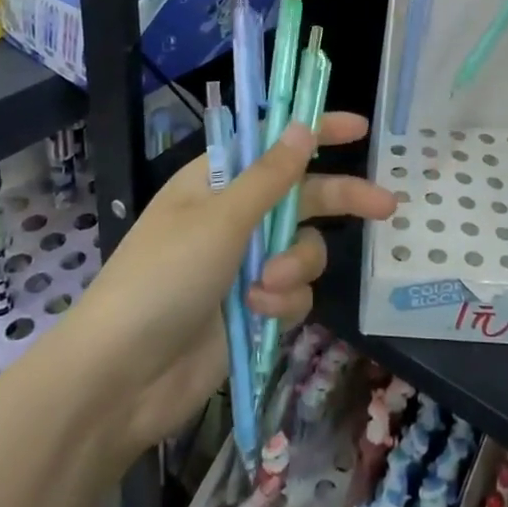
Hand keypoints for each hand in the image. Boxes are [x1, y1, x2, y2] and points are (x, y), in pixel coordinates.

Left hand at [74, 112, 393, 455]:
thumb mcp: (221, 219)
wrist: (121, 379)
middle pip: (303, 196)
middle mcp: (234, 217)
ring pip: (304, 249)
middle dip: (341, 201)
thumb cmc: (163, 278)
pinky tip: (258, 314)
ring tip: (266, 287)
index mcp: (216, 182)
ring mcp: (245, 264)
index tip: (359, 128)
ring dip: (294, 265)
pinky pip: (293, 293)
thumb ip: (271, 176)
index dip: (316, 131)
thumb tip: (303, 127)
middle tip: (386, 205)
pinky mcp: (253, 308)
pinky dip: (282, 302)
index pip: (274, 144)